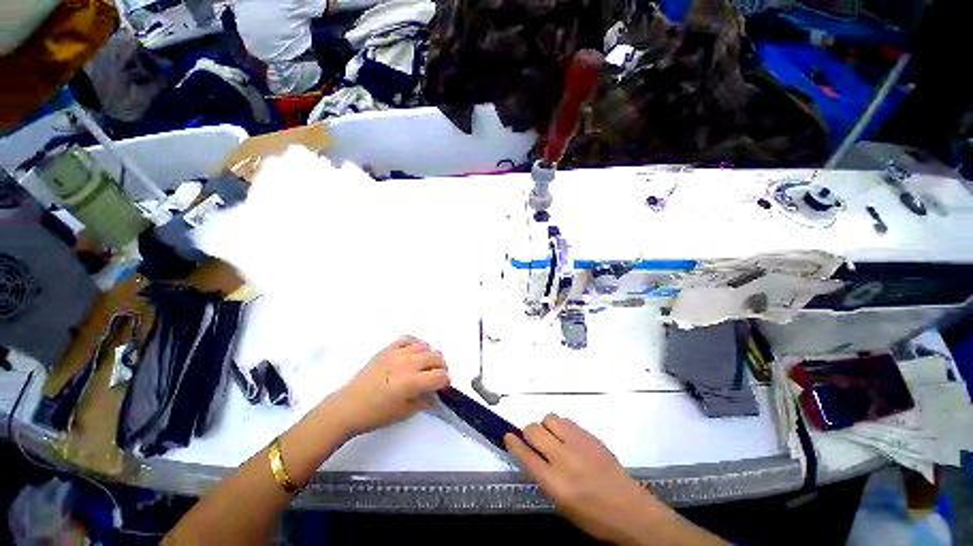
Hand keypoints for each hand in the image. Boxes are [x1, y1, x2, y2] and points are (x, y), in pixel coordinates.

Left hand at [332, 336, 449, 436]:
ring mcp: (397, 353)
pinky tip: (413, 354)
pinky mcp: (388, 348)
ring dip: (429, 356)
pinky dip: (416, 344)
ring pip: (426, 346)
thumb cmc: (376, 414)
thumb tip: (438, 394)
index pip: (440, 375)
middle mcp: (407, 363)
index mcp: (412, 382)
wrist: (348, 406)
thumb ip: (425, 400)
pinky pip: (409, 338)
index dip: (445, 381)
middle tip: (435, 377)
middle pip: (437, 357)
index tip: (441, 387)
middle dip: (441, 367)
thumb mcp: (404, 412)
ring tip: (423, 366)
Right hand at [504, 415, 665, 545]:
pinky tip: (567, 438)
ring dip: (546, 427)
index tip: (508, 436)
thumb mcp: (562, 505)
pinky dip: (560, 426)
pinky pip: (566, 421)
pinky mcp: (590, 435)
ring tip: (553, 438)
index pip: (526, 455)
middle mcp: (564, 459)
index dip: (514, 443)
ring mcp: (579, 443)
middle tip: (533, 439)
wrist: (630, 510)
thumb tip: (533, 455)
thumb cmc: (593, 516)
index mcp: (555, 483)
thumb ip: (545, 478)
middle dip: (528, 432)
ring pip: (550, 418)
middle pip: (534, 430)